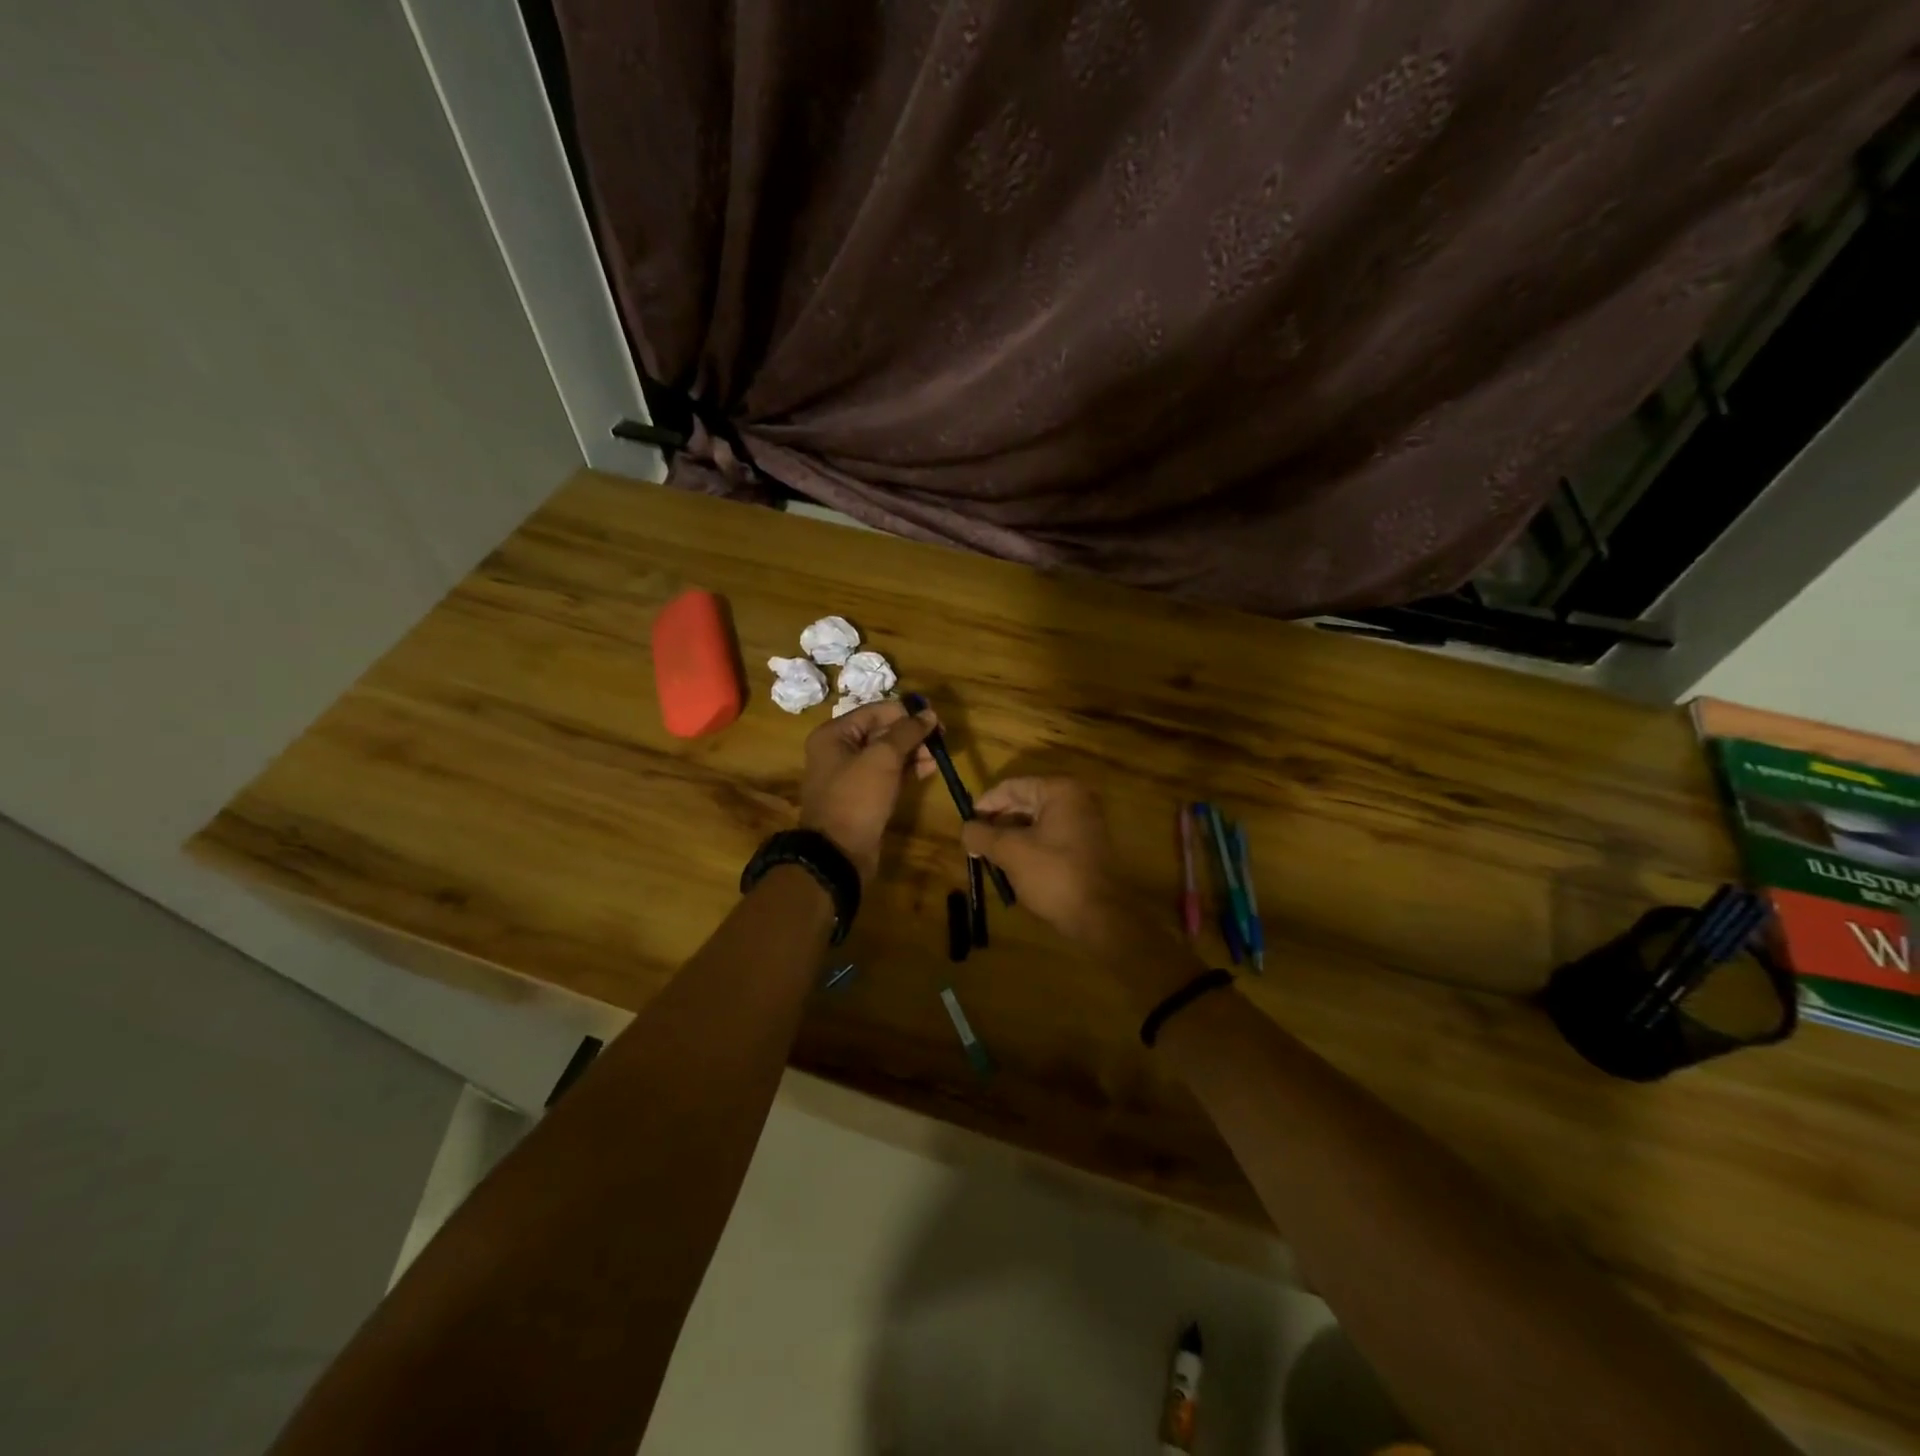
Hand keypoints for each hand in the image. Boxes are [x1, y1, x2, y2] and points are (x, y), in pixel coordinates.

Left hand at [799, 700, 937, 882]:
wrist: (838, 854)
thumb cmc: (856, 798)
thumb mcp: (883, 759)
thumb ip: (907, 732)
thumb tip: (929, 714)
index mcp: (834, 734)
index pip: (876, 711)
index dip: (906, 713)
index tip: (935, 720)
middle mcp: (839, 750)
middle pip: (882, 731)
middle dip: (912, 734)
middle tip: (940, 741)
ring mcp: (851, 774)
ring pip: (887, 754)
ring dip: (913, 752)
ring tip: (937, 757)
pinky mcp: (863, 795)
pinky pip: (888, 774)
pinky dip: (907, 769)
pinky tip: (929, 769)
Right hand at [964, 777, 1204, 1016]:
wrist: (1099, 916)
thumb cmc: (1053, 874)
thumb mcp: (1010, 852)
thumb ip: (982, 835)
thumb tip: (965, 829)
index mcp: (1060, 791)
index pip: (1012, 787)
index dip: (985, 805)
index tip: (966, 825)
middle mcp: (1075, 800)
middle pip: (1024, 802)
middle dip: (997, 823)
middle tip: (975, 844)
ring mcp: (1083, 824)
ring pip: (1035, 823)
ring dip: (1010, 838)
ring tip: (990, 858)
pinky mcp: (1085, 847)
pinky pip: (1048, 838)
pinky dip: (1028, 848)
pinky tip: (1012, 867)